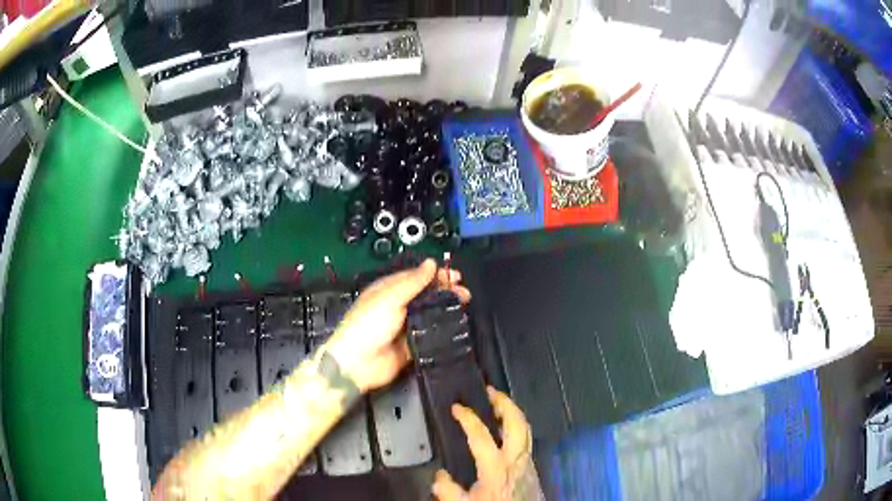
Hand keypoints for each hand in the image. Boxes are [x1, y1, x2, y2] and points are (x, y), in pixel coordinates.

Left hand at [328, 259, 470, 392]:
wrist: (358, 364)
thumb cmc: (367, 325)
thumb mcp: (389, 298)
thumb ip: (412, 282)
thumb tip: (431, 263)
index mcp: (389, 290)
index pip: (416, 277)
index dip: (436, 275)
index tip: (455, 276)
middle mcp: (398, 306)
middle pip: (426, 295)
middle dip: (445, 291)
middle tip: (463, 291)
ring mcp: (405, 327)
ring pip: (430, 314)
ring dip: (446, 308)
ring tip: (463, 305)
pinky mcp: (411, 345)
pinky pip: (430, 335)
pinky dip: (442, 330)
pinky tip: (455, 326)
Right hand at [432, 387, 540, 500]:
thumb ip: (448, 491)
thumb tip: (439, 476)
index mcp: (497, 467)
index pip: (481, 435)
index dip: (467, 418)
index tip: (456, 407)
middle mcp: (517, 459)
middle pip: (517, 423)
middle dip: (505, 403)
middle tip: (490, 391)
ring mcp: (528, 462)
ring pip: (526, 429)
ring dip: (513, 413)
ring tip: (499, 405)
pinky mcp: (532, 468)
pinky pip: (527, 441)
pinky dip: (517, 428)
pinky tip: (506, 433)